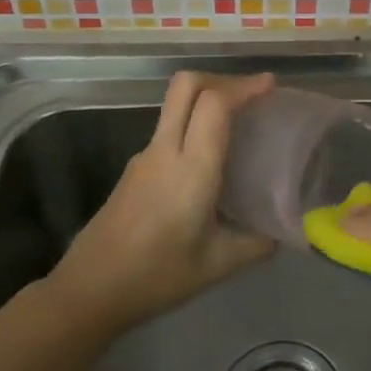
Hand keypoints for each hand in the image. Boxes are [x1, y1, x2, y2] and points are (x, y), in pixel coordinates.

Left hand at [48, 72, 276, 333]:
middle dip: (221, 79)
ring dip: (206, 101)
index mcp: (191, 169)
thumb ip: (256, 244)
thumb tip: (282, 232)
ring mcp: (144, 157)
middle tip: (250, 96)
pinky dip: (192, 126)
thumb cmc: (156, 277)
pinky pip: (167, 130)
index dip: (244, 87)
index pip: (215, 104)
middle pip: (186, 86)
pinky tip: (208, 161)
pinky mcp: (132, 170)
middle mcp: (165, 152)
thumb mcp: (217, 266)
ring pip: (174, 105)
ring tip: (236, 126)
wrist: (88, 290)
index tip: (270, 85)